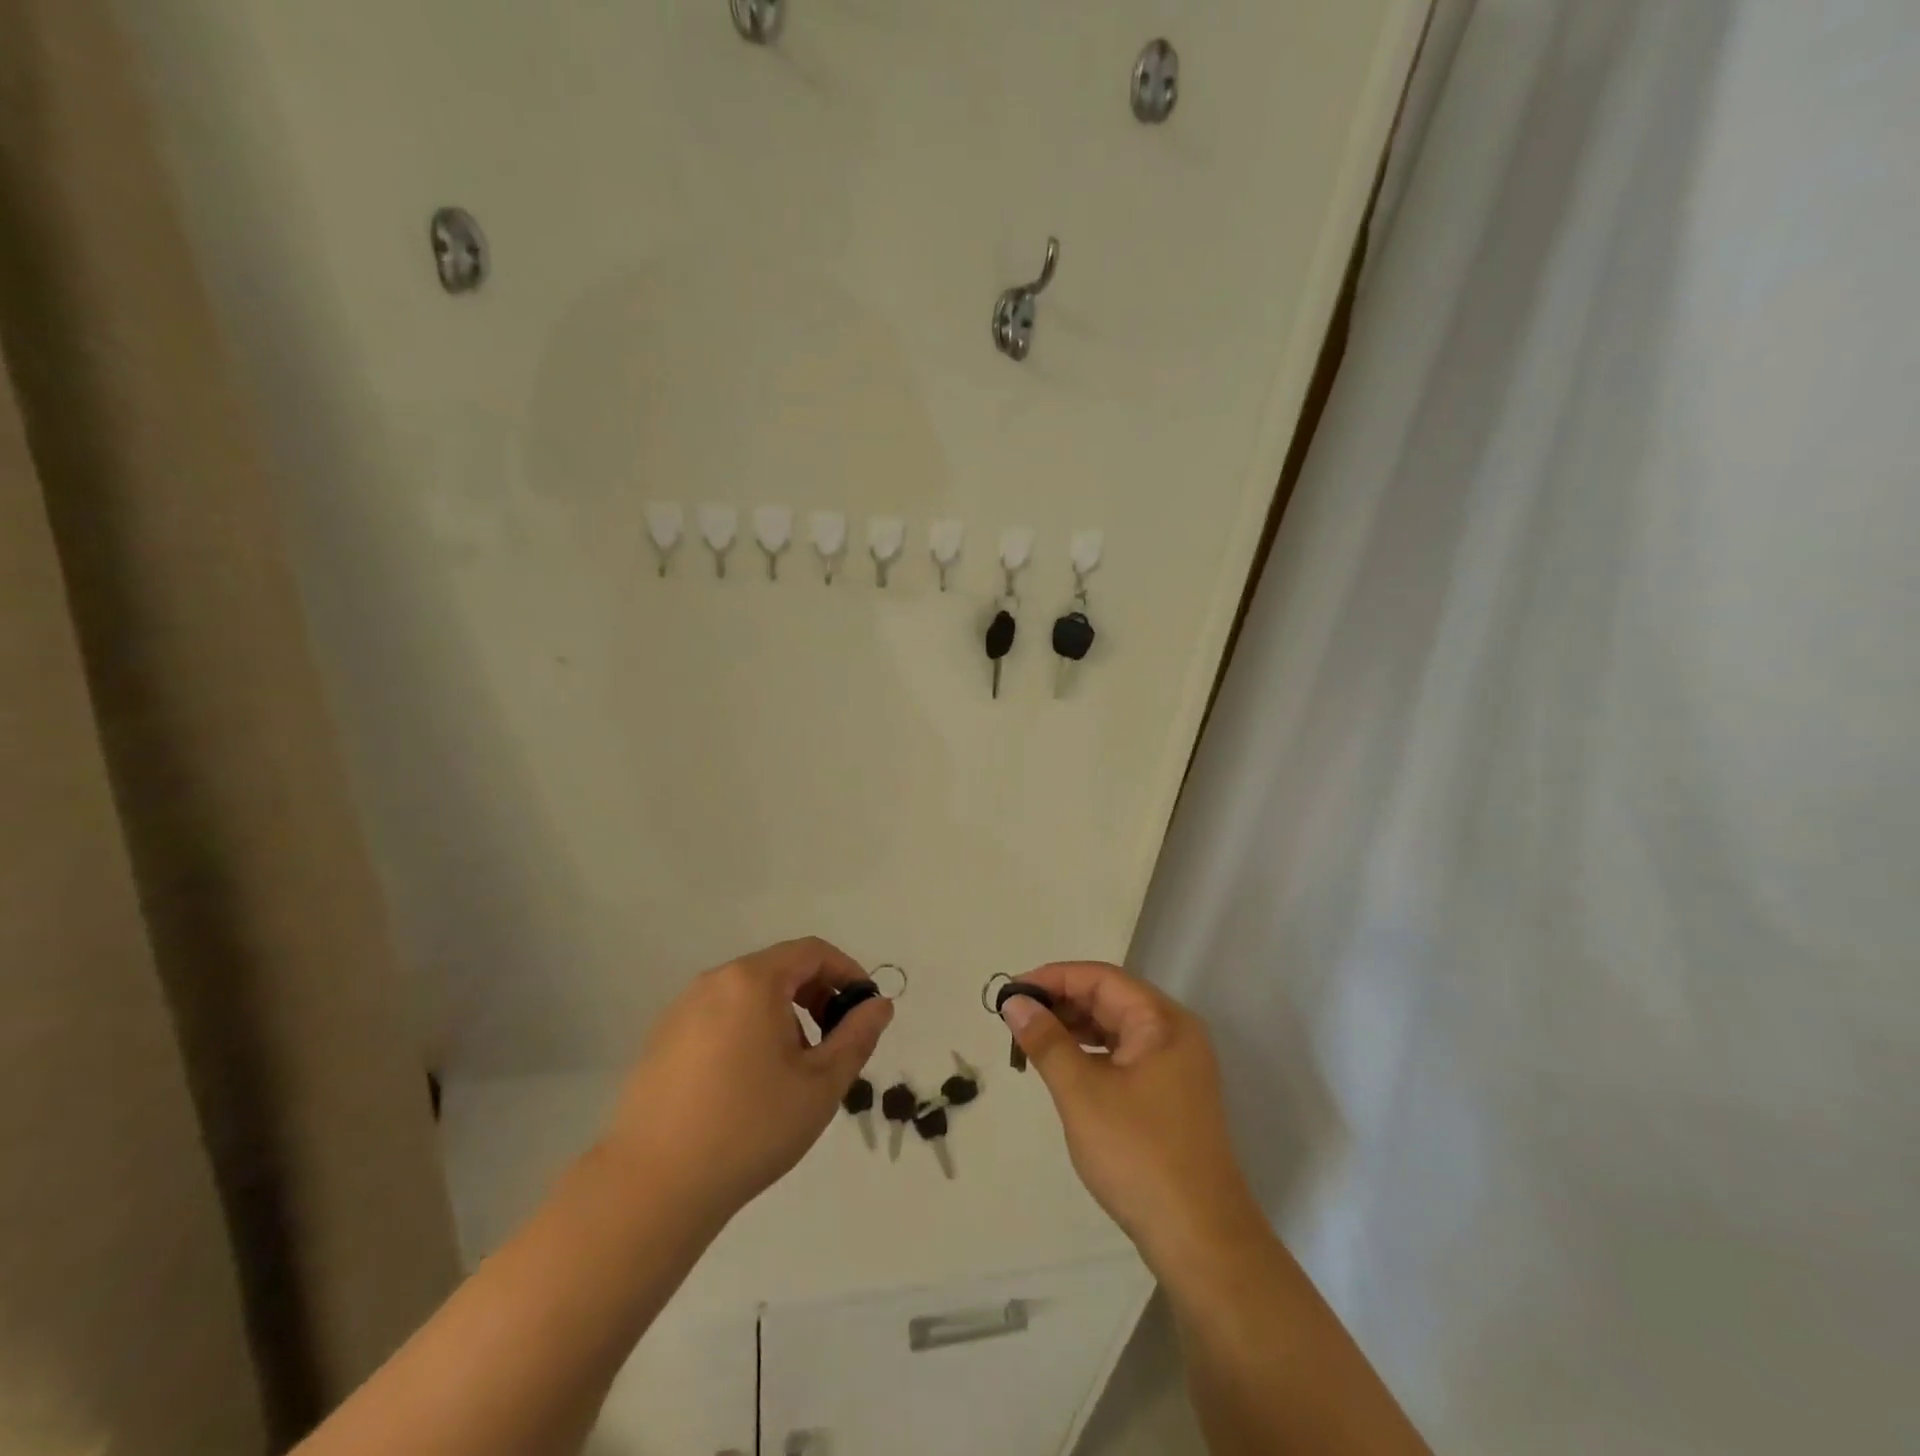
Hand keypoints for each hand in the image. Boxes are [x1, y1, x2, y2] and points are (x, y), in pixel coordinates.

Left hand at [600, 938, 891, 1228]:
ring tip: (792, 1070)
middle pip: (779, 969)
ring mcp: (681, 1010)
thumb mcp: (820, 1084)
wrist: (653, 1188)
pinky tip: (748, 1084)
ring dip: (783, 1016)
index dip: (847, 973)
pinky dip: (748, 1031)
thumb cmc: (750, 1128)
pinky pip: (719, 1017)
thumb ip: (857, 1036)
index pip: (812, 952)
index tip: (863, 1010)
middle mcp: (714, 982)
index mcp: (753, 981)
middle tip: (834, 1041)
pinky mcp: (661, 1041)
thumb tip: (879, 1005)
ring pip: (748, 995)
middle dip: (816, 996)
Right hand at [1002, 962, 1267, 1272]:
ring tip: (1031, 1041)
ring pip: (1116, 1029)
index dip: (1054, 978)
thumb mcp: (1082, 1092)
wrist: (1200, 1241)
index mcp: (1162, 1021)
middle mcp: (1174, 1034)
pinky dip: (1091, 1055)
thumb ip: (1046, 1041)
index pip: (1101, 978)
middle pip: (1110, 999)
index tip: (1011, 993)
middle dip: (1061, 1003)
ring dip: (1074, 1029)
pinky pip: (1124, 1056)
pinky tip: (1064, 1069)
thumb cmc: (1138, 1155)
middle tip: (1015, 1018)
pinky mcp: (1170, 1097)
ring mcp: (1176, 1067)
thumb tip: (1015, 1002)